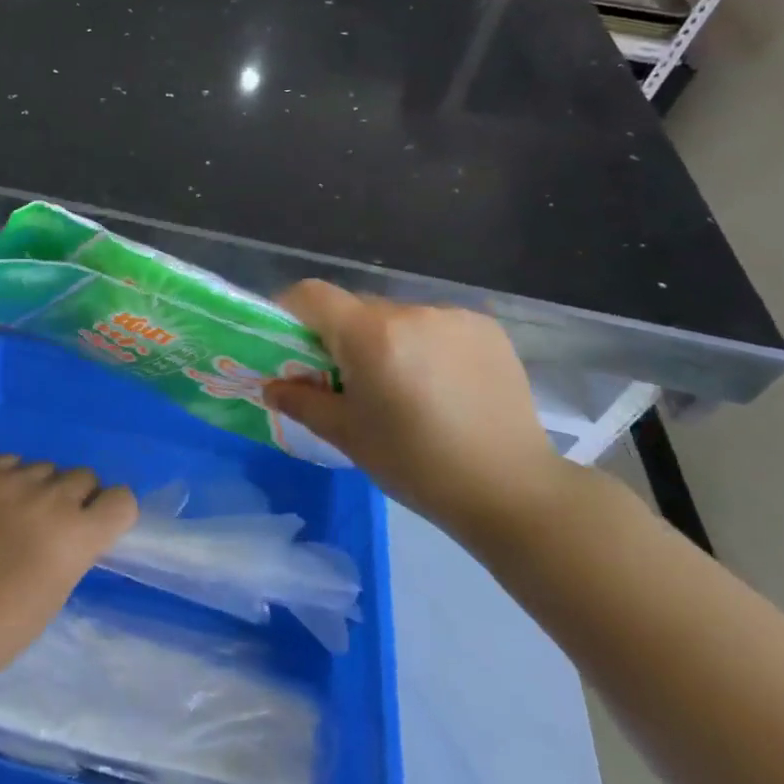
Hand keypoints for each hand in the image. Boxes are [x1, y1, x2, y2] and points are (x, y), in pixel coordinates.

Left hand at [0, 456, 137, 694]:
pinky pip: (9, 462)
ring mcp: (11, 480)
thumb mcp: (55, 593)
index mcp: (77, 536)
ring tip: (15, 514)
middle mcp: (51, 499)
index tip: (95, 527)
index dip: (111, 512)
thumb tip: (74, 528)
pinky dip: (8, 479)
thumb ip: (72, 550)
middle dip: (76, 498)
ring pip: (45, 467)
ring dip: (40, 487)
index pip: (122, 500)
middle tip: (51, 524)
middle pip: (84, 477)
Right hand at [265, 281, 568, 543]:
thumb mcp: (347, 435)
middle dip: (340, 335)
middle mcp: (411, 311)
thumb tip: (272, 386)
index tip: (289, 343)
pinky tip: (440, 384)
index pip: (311, 294)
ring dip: (384, 340)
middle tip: (346, 380)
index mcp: (370, 334)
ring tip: (401, 387)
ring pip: (396, 316)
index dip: (290, 311)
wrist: (512, 489)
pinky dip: (423, 344)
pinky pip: (434, 324)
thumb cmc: (415, 464)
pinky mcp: (487, 329)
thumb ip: (301, 402)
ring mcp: (454, 316)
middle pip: (355, 307)